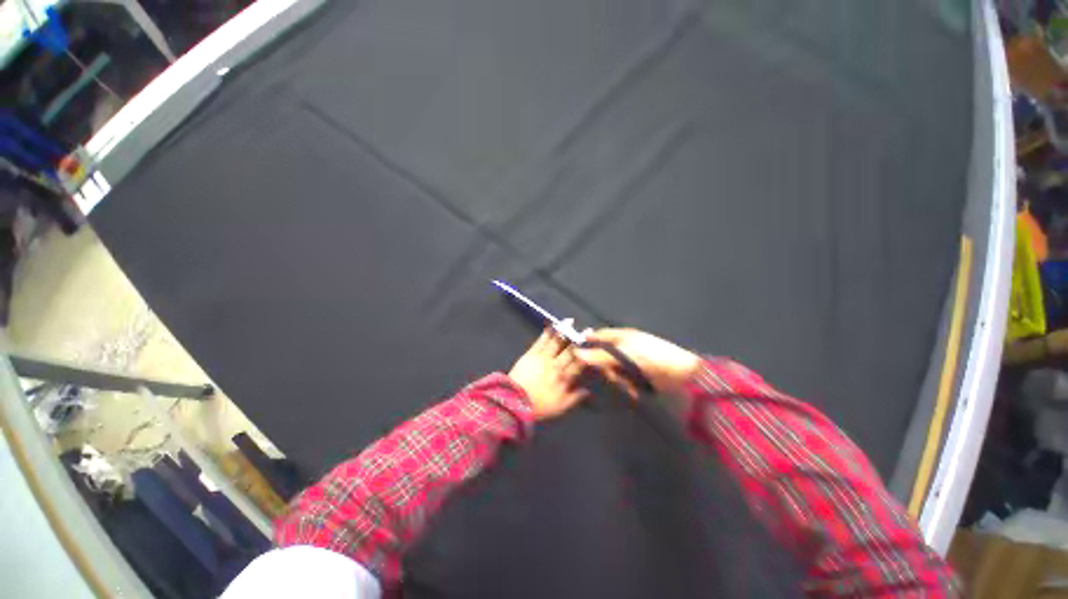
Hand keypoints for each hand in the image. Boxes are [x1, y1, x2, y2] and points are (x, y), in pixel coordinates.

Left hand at [508, 322, 588, 420]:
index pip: (578, 363)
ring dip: (564, 331)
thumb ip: (575, 397)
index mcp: (564, 378)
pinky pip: (541, 341)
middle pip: (569, 350)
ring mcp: (542, 358)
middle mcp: (555, 365)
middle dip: (579, 339)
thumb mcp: (560, 407)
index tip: (594, 345)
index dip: (587, 353)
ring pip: (556, 342)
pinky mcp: (531, 353)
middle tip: (588, 329)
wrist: (514, 402)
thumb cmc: (539, 406)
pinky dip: (547, 332)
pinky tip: (552, 325)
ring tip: (570, 321)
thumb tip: (588, 390)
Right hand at [574, 328, 700, 397]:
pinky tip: (630, 390)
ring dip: (615, 378)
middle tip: (605, 375)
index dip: (587, 341)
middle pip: (604, 355)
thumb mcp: (625, 354)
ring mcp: (633, 362)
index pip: (599, 335)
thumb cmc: (654, 358)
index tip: (574, 353)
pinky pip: (623, 380)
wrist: (684, 377)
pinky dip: (624, 385)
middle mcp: (626, 347)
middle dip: (603, 366)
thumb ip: (601, 355)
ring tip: (623, 384)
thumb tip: (577, 354)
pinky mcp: (638, 376)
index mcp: (623, 336)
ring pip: (612, 370)